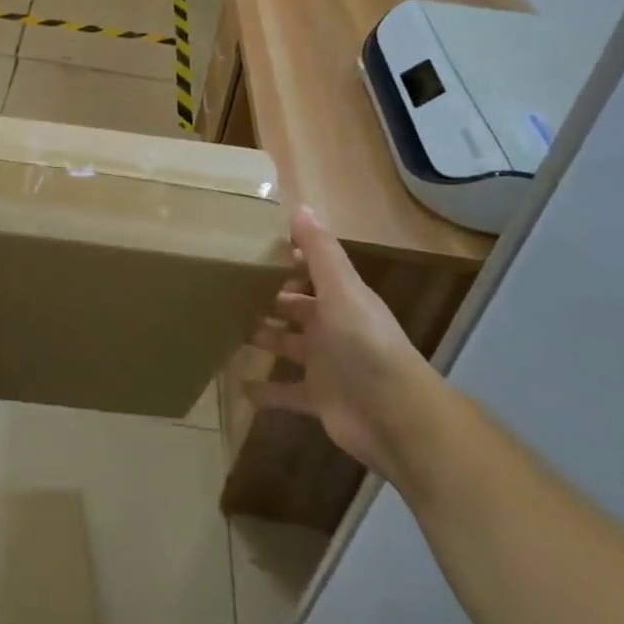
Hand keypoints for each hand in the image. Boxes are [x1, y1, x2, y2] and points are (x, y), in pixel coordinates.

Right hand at [248, 205, 443, 483]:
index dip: (288, 259)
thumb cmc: (364, 343)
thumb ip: (320, 250)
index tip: (252, 248)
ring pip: (288, 346)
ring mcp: (326, 366)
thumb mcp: (341, 289)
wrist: (395, 417)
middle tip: (229, 287)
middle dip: (269, 298)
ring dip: (264, 338)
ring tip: (227, 328)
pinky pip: (286, 393)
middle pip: (296, 308)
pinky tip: (239, 386)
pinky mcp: (319, 399)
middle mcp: (333, 328)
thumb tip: (301, 206)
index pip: (311, 272)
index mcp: (340, 299)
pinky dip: (265, 392)